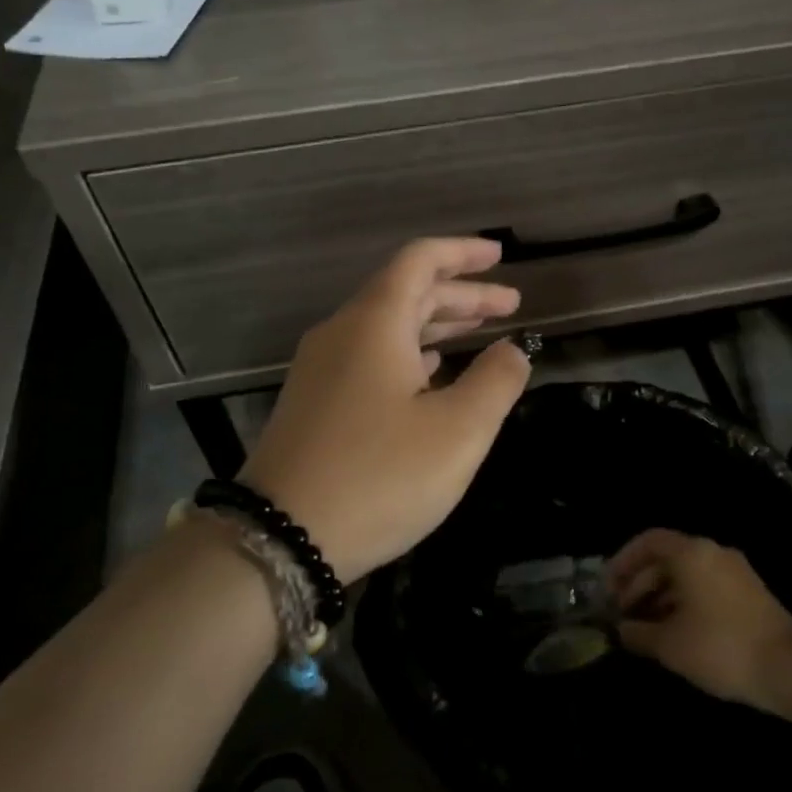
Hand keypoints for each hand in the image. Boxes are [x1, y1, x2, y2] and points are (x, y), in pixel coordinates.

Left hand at [238, 238, 531, 584]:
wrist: (279, 539)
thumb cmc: (379, 477)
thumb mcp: (457, 431)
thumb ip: (495, 382)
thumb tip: (513, 350)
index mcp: (375, 322)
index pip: (420, 261)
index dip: (463, 253)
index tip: (500, 255)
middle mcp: (342, 332)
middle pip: (406, 293)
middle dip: (461, 295)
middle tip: (510, 305)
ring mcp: (321, 368)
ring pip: (387, 327)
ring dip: (436, 325)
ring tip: (480, 332)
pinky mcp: (314, 402)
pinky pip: (370, 357)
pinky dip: (409, 354)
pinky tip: (432, 373)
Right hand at [607, 528, 791, 707]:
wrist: (790, 669)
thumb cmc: (720, 647)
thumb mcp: (669, 644)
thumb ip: (638, 633)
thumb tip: (620, 630)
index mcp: (691, 552)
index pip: (648, 541)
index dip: (623, 561)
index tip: (608, 588)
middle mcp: (713, 552)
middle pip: (666, 558)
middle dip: (639, 584)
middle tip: (621, 613)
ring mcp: (735, 571)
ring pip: (686, 574)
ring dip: (660, 596)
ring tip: (643, 628)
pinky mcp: (749, 593)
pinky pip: (704, 586)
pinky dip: (683, 602)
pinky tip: (674, 632)